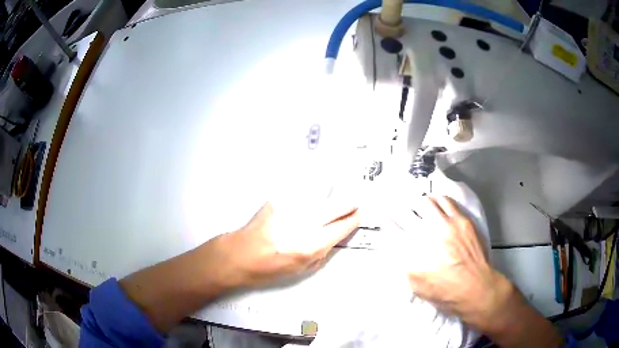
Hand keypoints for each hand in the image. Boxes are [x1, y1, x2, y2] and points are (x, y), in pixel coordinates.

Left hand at [217, 197, 359, 287]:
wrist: (241, 254)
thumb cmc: (269, 268)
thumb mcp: (301, 269)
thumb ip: (322, 252)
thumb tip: (335, 236)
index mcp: (311, 246)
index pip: (341, 227)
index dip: (353, 220)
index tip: (358, 215)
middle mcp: (303, 224)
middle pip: (335, 207)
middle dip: (348, 205)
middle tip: (352, 204)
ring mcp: (290, 209)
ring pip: (320, 194)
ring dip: (331, 195)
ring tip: (335, 195)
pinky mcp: (278, 200)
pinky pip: (301, 191)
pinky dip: (311, 191)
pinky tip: (314, 190)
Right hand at [390, 196, 506, 327]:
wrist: (475, 288)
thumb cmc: (443, 292)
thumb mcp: (415, 285)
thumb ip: (403, 263)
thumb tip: (396, 244)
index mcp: (411, 256)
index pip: (392, 231)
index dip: (386, 222)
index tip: (385, 217)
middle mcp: (426, 237)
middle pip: (405, 213)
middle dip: (397, 210)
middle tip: (398, 209)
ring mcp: (445, 226)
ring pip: (425, 203)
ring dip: (417, 204)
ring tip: (418, 207)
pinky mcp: (461, 220)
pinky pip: (445, 201)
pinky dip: (437, 200)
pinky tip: (436, 204)